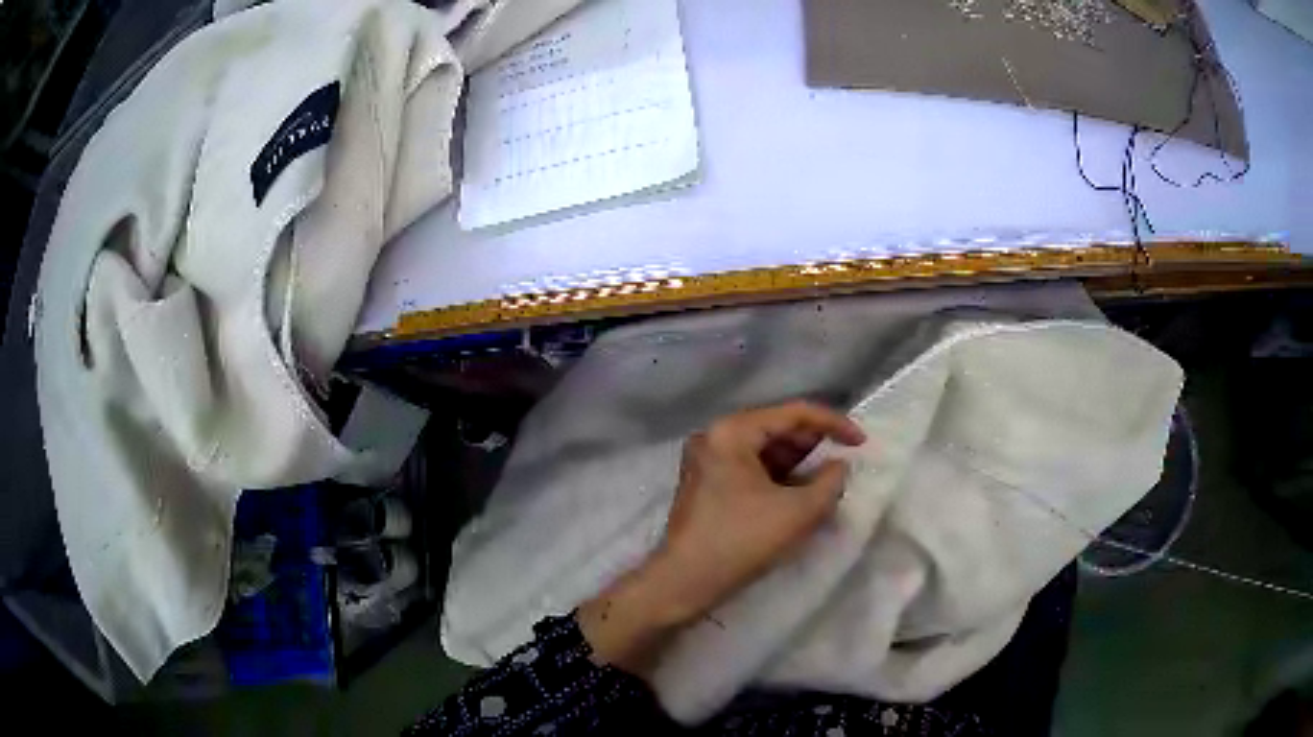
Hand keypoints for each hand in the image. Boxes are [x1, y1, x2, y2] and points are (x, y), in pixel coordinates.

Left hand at [579, 401, 865, 676]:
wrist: (684, 582)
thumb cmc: (741, 541)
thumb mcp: (798, 512)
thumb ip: (830, 482)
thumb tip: (839, 465)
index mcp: (732, 431)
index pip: (793, 413)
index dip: (833, 424)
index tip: (861, 443)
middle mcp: (715, 435)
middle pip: (776, 428)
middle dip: (814, 445)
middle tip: (845, 462)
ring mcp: (706, 459)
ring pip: (763, 449)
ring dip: (797, 462)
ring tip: (827, 480)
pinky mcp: (705, 481)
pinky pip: (749, 467)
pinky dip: (777, 476)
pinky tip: (799, 492)